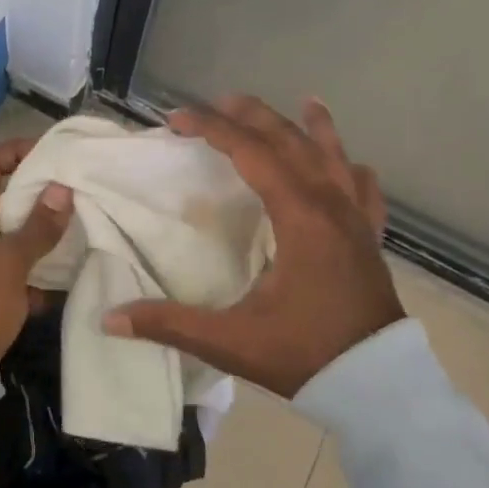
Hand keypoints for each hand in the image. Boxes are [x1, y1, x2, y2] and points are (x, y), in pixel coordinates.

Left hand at [0, 138, 72, 361]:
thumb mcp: (8, 262)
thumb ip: (37, 226)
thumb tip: (62, 188)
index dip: (18, 150)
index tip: (56, 153)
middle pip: (7, 194)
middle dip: (42, 190)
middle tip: (80, 187)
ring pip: (17, 229)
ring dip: (46, 226)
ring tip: (84, 221)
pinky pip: (22, 263)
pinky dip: (43, 262)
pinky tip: (73, 266)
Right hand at [101, 96, 405, 396]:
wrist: (379, 387)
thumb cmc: (304, 354)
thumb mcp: (231, 340)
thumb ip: (169, 324)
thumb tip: (110, 318)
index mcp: (298, 217)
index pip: (251, 153)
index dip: (212, 128)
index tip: (177, 119)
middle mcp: (329, 205)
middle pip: (290, 141)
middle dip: (252, 116)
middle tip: (217, 103)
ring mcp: (355, 220)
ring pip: (334, 156)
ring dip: (313, 127)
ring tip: (305, 101)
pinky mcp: (369, 239)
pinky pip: (365, 190)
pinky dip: (353, 168)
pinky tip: (350, 163)